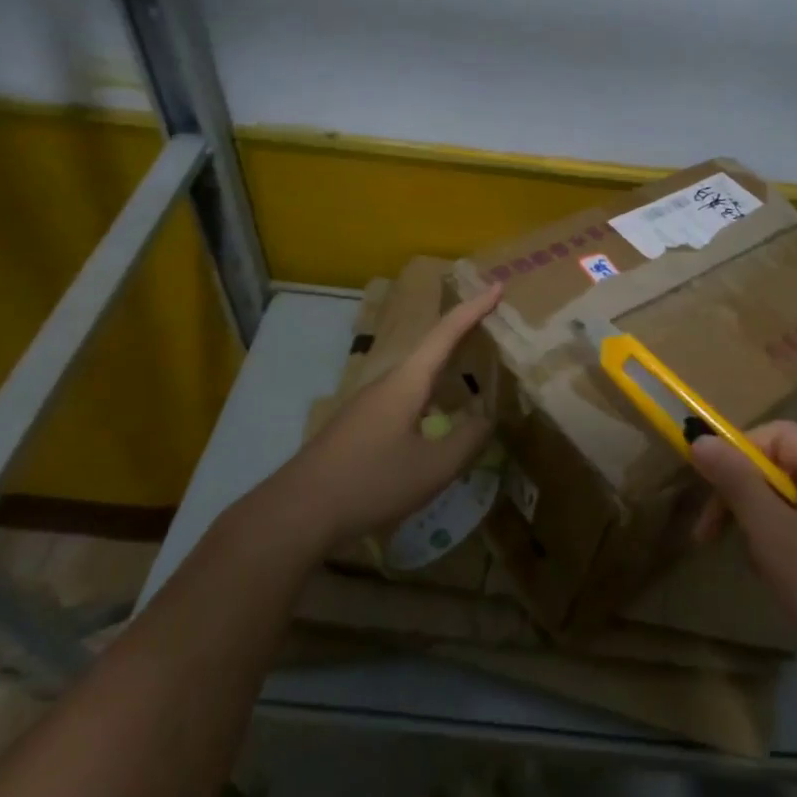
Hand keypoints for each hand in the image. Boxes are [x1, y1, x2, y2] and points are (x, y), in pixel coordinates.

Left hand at [264, 283, 502, 550]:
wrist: (298, 510)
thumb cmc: (371, 481)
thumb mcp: (433, 468)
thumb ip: (467, 441)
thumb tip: (486, 419)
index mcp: (407, 382)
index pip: (446, 333)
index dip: (474, 309)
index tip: (498, 286)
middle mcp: (387, 383)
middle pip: (430, 348)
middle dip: (462, 333)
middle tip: (493, 325)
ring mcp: (368, 404)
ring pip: (416, 375)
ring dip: (446, 367)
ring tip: (473, 370)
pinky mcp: (359, 425)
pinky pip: (404, 396)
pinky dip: (430, 393)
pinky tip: (437, 418)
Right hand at [691, 422, 796, 704]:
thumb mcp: (769, 530)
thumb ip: (734, 479)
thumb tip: (699, 438)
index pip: (771, 435)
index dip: (733, 459)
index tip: (707, 499)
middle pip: (780, 465)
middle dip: (744, 498)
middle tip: (713, 538)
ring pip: (790, 498)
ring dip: (762, 525)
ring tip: (761, 566)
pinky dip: (786, 542)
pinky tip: (784, 578)